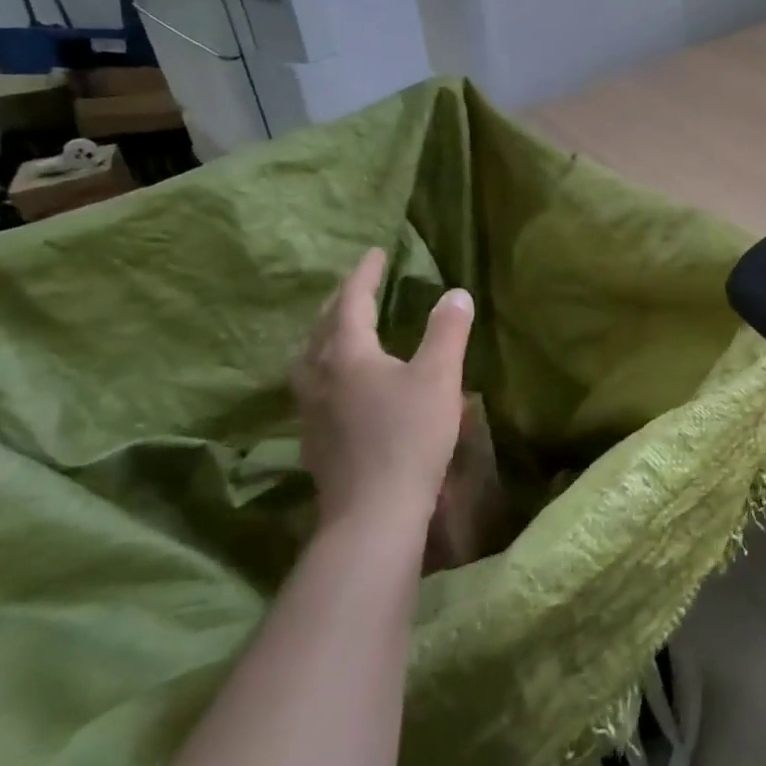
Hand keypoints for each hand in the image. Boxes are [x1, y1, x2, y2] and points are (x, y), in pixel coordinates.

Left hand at [291, 248, 474, 530]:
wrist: (373, 513)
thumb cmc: (409, 437)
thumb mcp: (438, 377)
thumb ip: (447, 331)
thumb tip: (455, 293)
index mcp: (347, 354)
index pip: (350, 301)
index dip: (364, 275)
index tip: (375, 253)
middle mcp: (319, 375)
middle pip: (322, 327)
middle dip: (339, 300)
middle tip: (357, 284)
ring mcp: (311, 410)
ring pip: (309, 358)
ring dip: (324, 334)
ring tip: (339, 328)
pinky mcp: (314, 438)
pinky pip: (313, 385)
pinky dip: (325, 366)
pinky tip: (339, 383)